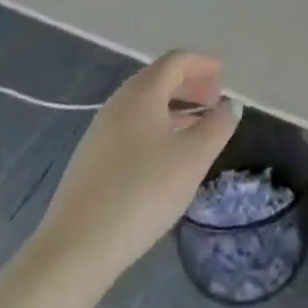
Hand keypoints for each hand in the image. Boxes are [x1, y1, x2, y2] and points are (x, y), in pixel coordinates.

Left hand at [33, 52, 239, 288]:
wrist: (77, 246)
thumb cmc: (143, 192)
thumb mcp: (193, 158)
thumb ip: (217, 127)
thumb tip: (229, 106)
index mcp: (142, 93)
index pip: (176, 61)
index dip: (202, 64)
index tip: (224, 76)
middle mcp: (118, 103)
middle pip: (157, 78)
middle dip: (188, 83)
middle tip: (213, 99)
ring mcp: (100, 131)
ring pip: (143, 105)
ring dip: (173, 106)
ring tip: (196, 126)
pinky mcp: (91, 158)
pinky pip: (131, 126)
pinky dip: (155, 126)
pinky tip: (165, 155)